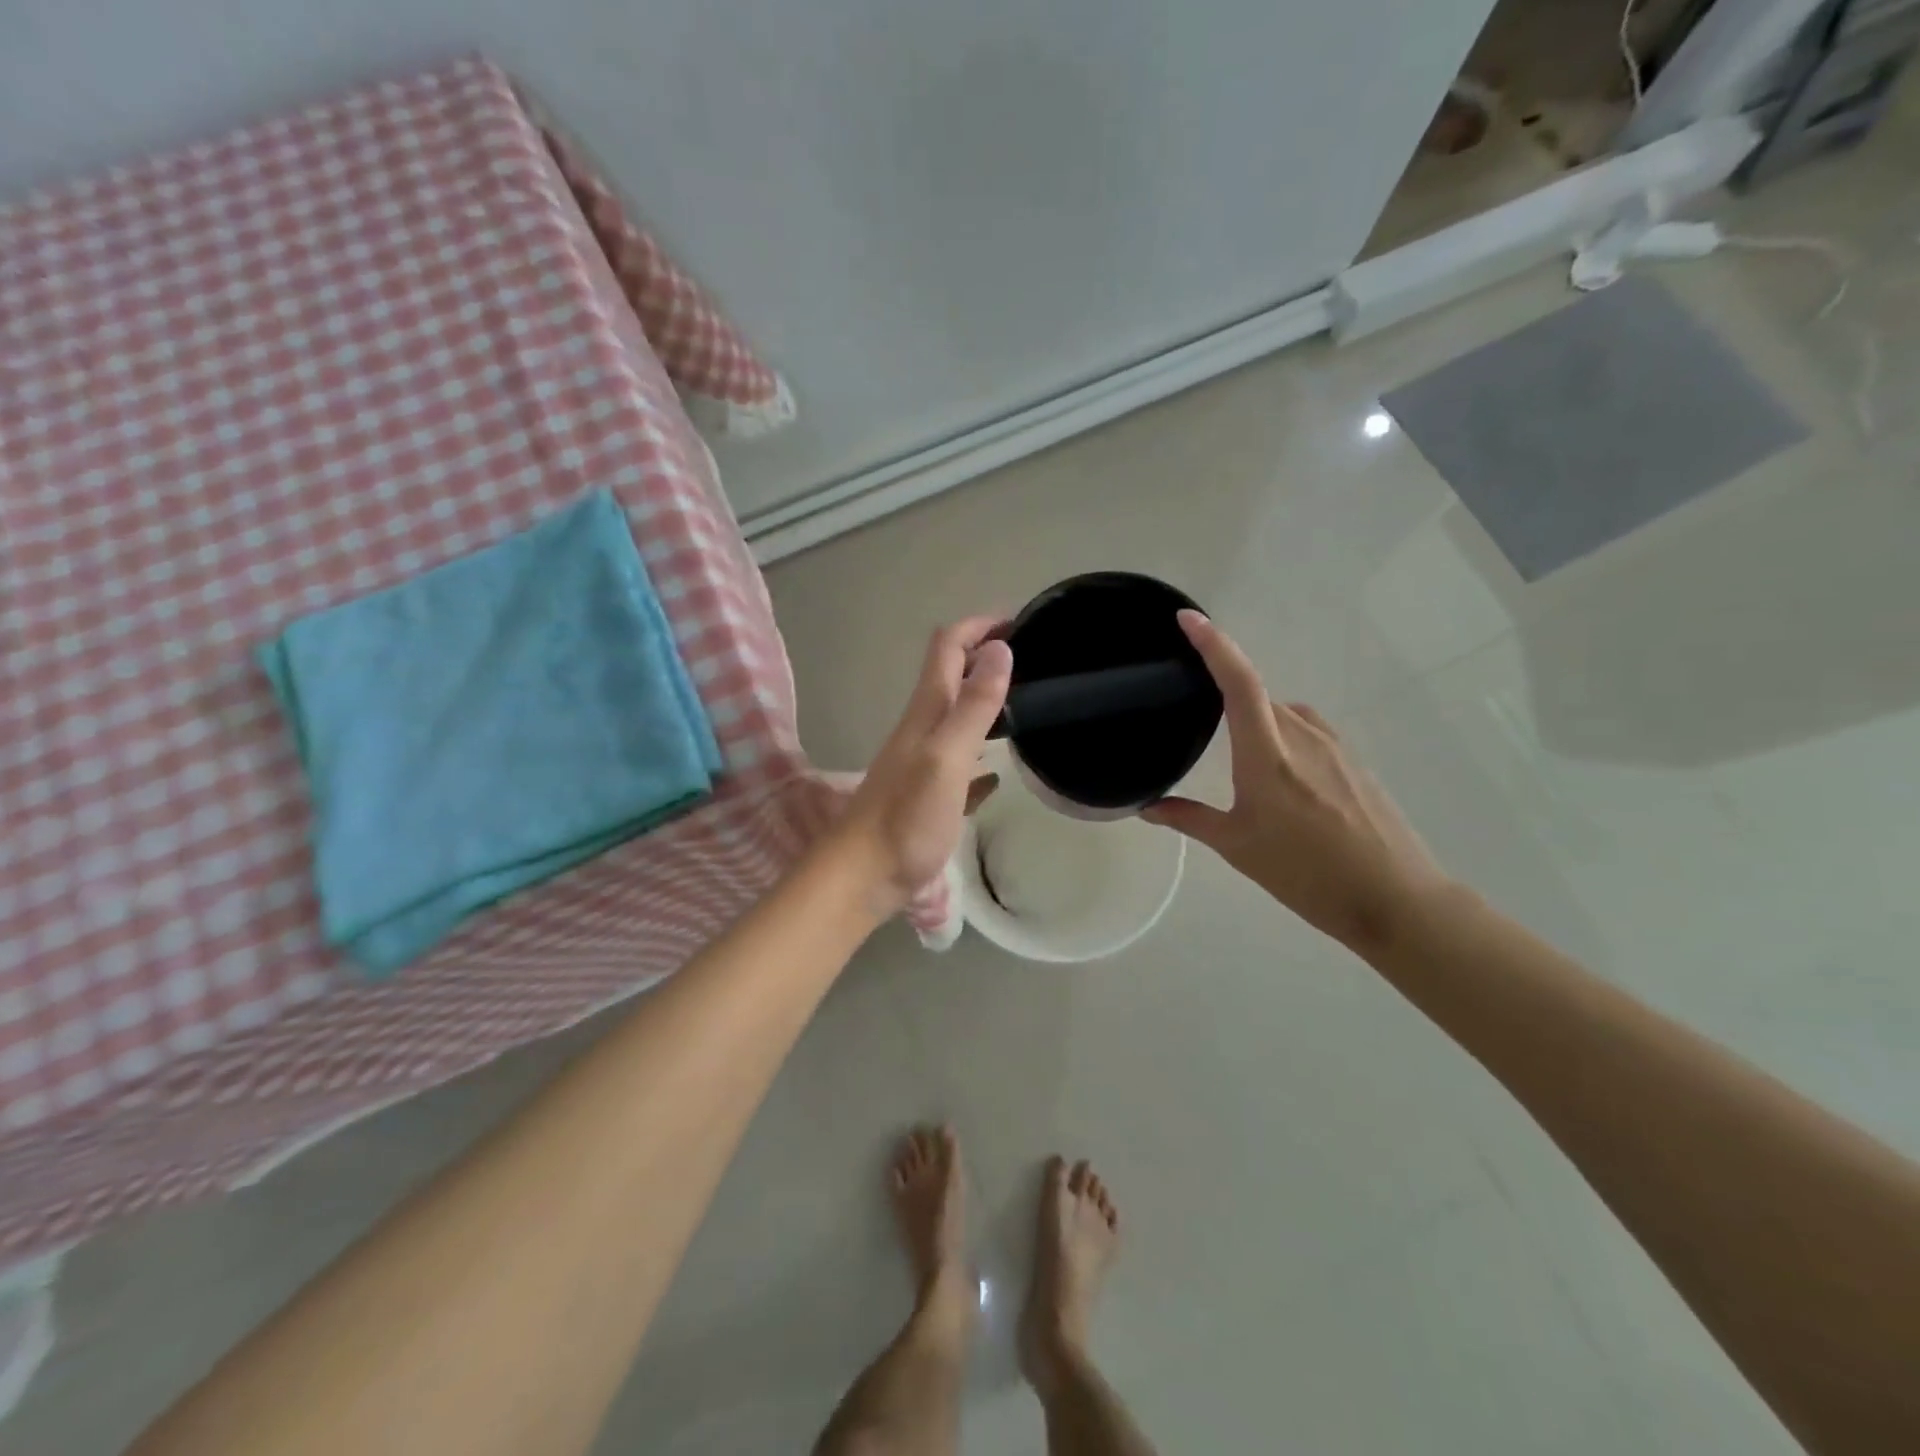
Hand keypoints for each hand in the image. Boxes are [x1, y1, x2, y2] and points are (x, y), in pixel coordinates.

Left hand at [832, 617, 1011, 912]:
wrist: (862, 876)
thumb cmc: (905, 817)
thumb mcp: (946, 757)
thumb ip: (973, 706)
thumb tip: (1000, 649)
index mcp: (926, 712)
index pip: (948, 647)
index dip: (979, 626)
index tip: (1019, 621)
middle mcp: (922, 729)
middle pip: (952, 677)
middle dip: (985, 658)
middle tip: (1031, 661)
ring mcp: (923, 764)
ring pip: (956, 719)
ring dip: (984, 703)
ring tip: (1024, 706)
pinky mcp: (928, 797)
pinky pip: (959, 767)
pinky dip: (980, 759)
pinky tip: (998, 775)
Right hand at [1143, 611, 1448, 953]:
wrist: (1393, 898)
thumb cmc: (1305, 872)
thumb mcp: (1237, 846)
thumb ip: (1189, 819)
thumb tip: (1146, 807)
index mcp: (1267, 752)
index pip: (1238, 681)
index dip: (1213, 644)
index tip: (1188, 619)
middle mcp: (1302, 735)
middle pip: (1258, 696)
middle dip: (1227, 696)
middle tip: (1198, 713)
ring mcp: (1334, 745)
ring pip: (1284, 714)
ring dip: (1258, 722)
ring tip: (1240, 759)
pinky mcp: (1354, 761)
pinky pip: (1308, 732)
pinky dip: (1284, 737)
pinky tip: (1282, 779)